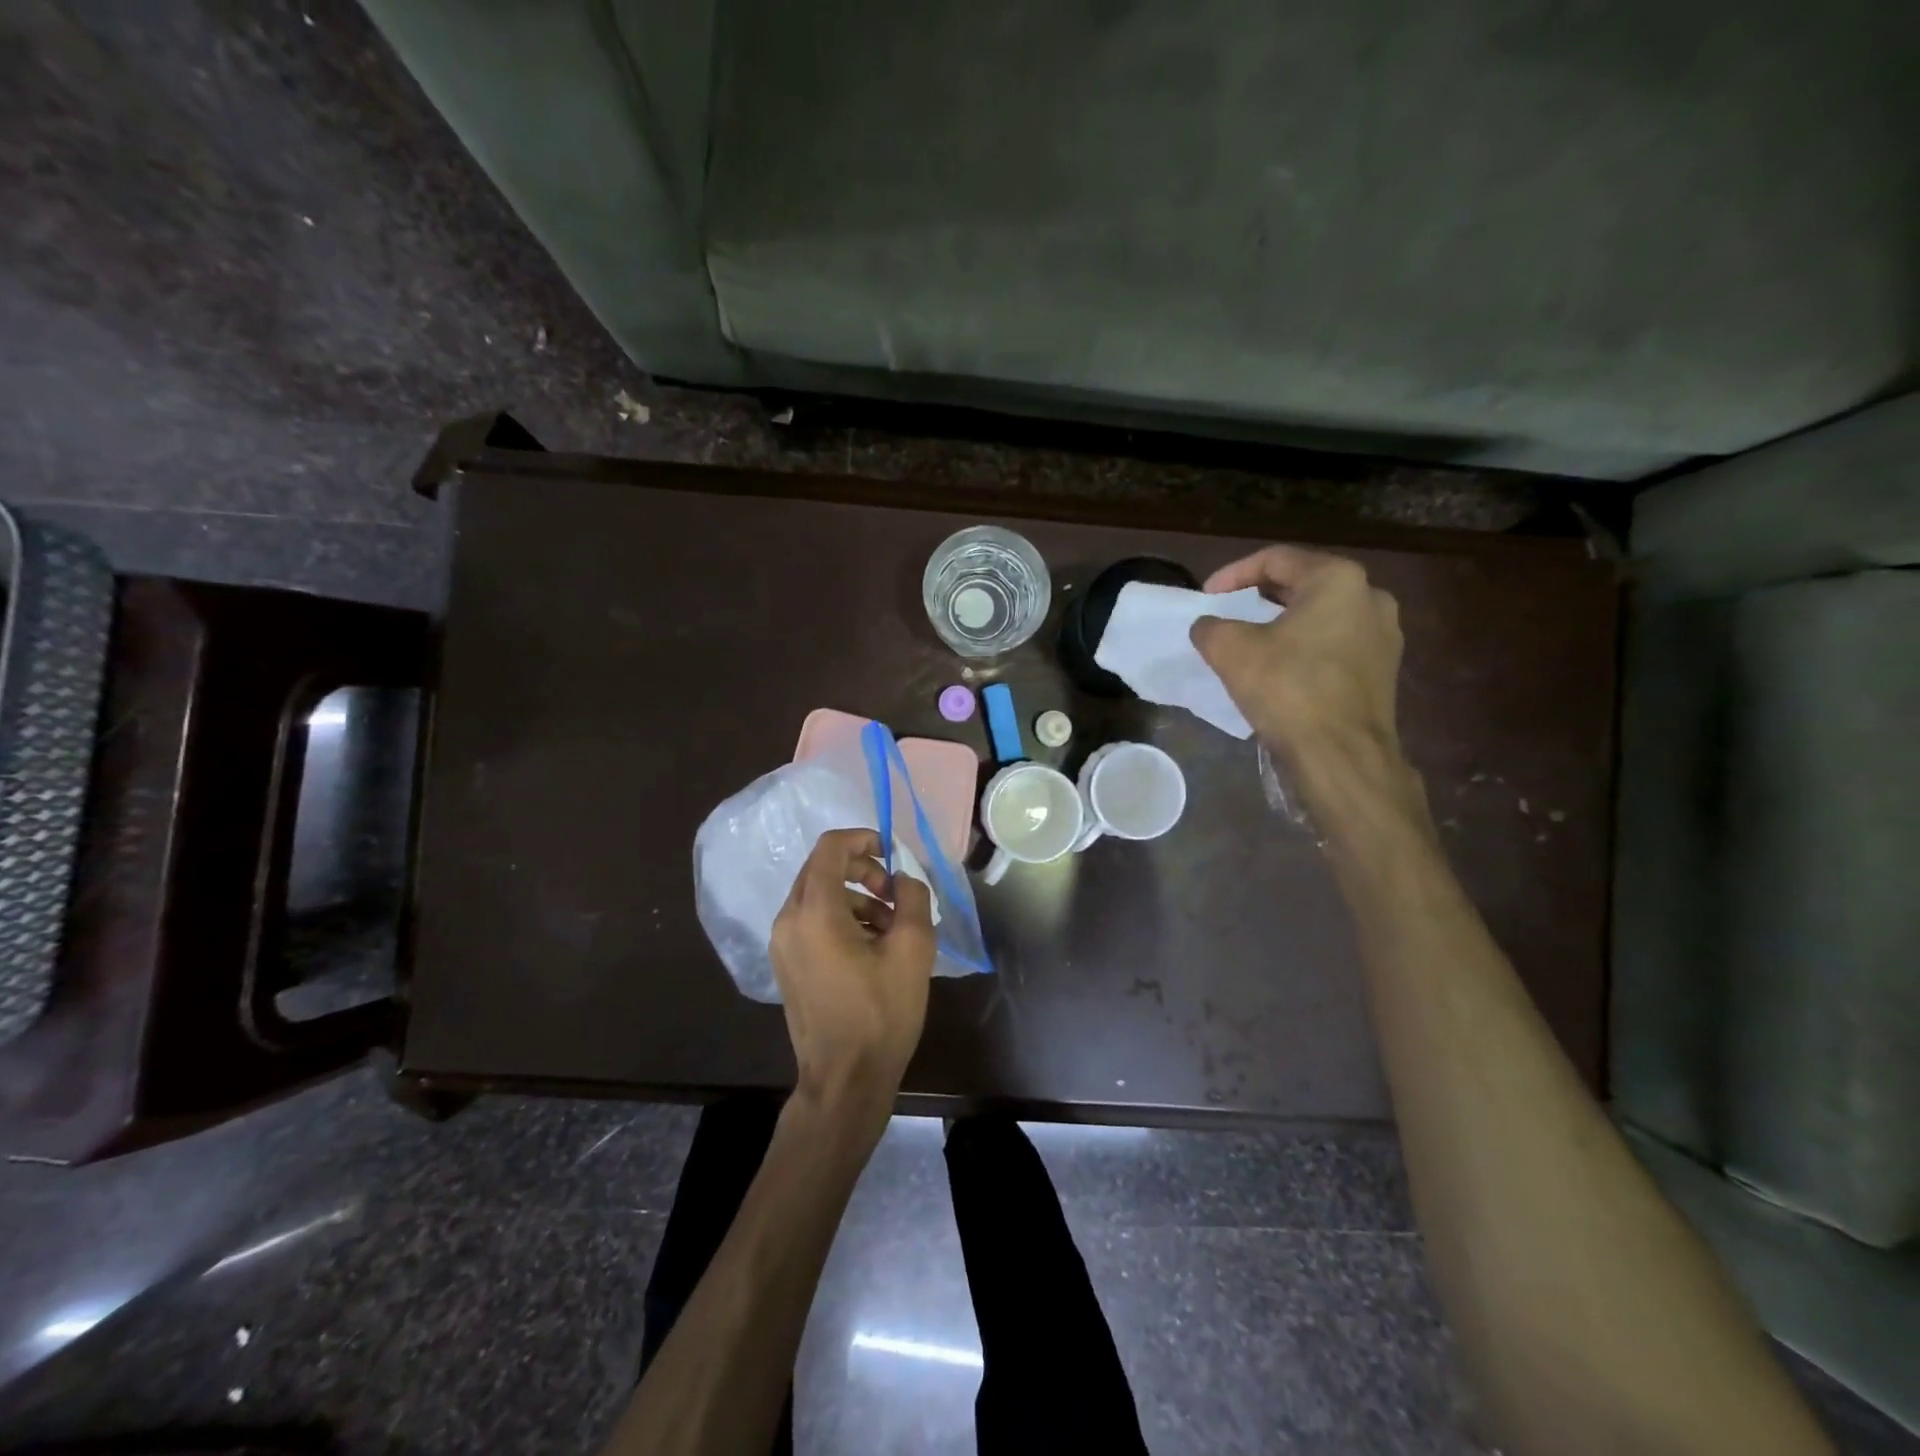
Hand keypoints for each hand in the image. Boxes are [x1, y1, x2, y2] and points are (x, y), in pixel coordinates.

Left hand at [769, 828, 935, 1130]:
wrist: (845, 1080)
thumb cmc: (881, 1013)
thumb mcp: (913, 949)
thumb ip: (912, 897)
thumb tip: (902, 879)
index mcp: (815, 911)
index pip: (830, 847)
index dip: (864, 838)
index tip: (893, 854)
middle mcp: (788, 920)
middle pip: (821, 868)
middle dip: (862, 870)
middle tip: (895, 895)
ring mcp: (782, 944)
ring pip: (818, 895)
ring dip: (855, 896)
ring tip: (892, 926)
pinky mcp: (786, 964)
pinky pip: (812, 921)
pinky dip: (841, 918)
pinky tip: (872, 947)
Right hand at [1190, 545, 1414, 811]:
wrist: (1341, 755)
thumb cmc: (1287, 689)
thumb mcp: (1230, 650)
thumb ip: (1211, 627)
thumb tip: (1209, 627)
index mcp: (1338, 579)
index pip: (1276, 559)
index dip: (1232, 574)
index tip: (1206, 597)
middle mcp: (1370, 597)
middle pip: (1303, 584)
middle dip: (1260, 597)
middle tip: (1228, 613)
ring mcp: (1384, 636)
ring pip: (1322, 617)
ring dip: (1283, 624)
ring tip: (1251, 642)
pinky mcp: (1384, 671)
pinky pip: (1336, 646)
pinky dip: (1305, 648)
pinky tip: (1281, 670)